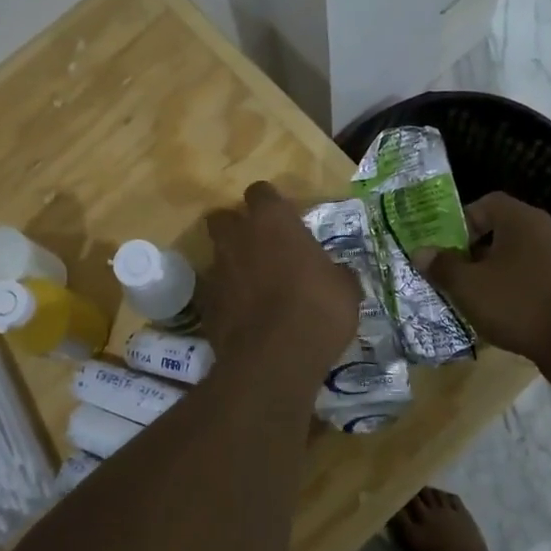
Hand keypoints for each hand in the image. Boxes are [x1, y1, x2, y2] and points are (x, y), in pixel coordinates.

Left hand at [201, 182, 359, 374]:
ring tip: (253, 288)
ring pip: (217, 255)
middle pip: (224, 217)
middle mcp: (238, 237)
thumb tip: (337, 274)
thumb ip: (335, 272)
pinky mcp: (205, 303)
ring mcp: (216, 269)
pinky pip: (214, 291)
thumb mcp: (345, 289)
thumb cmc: (318, 310)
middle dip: (237, 228)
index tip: (283, 221)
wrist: (275, 358)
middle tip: (260, 248)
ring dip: (232, 265)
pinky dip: (226, 299)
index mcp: (272, 221)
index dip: (270, 205)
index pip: (261, 192)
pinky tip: (244, 316)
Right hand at [419, 192, 550, 365]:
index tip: (443, 249)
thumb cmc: (519, 303)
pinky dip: (508, 295)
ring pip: (509, 260)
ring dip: (487, 277)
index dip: (459, 222)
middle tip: (448, 276)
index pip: (484, 204)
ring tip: (467, 300)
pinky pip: (525, 282)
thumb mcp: (468, 285)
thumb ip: (441, 266)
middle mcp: (540, 233)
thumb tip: (420, 252)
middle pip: (496, 233)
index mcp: (519, 220)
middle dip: (469, 254)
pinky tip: (495, 318)